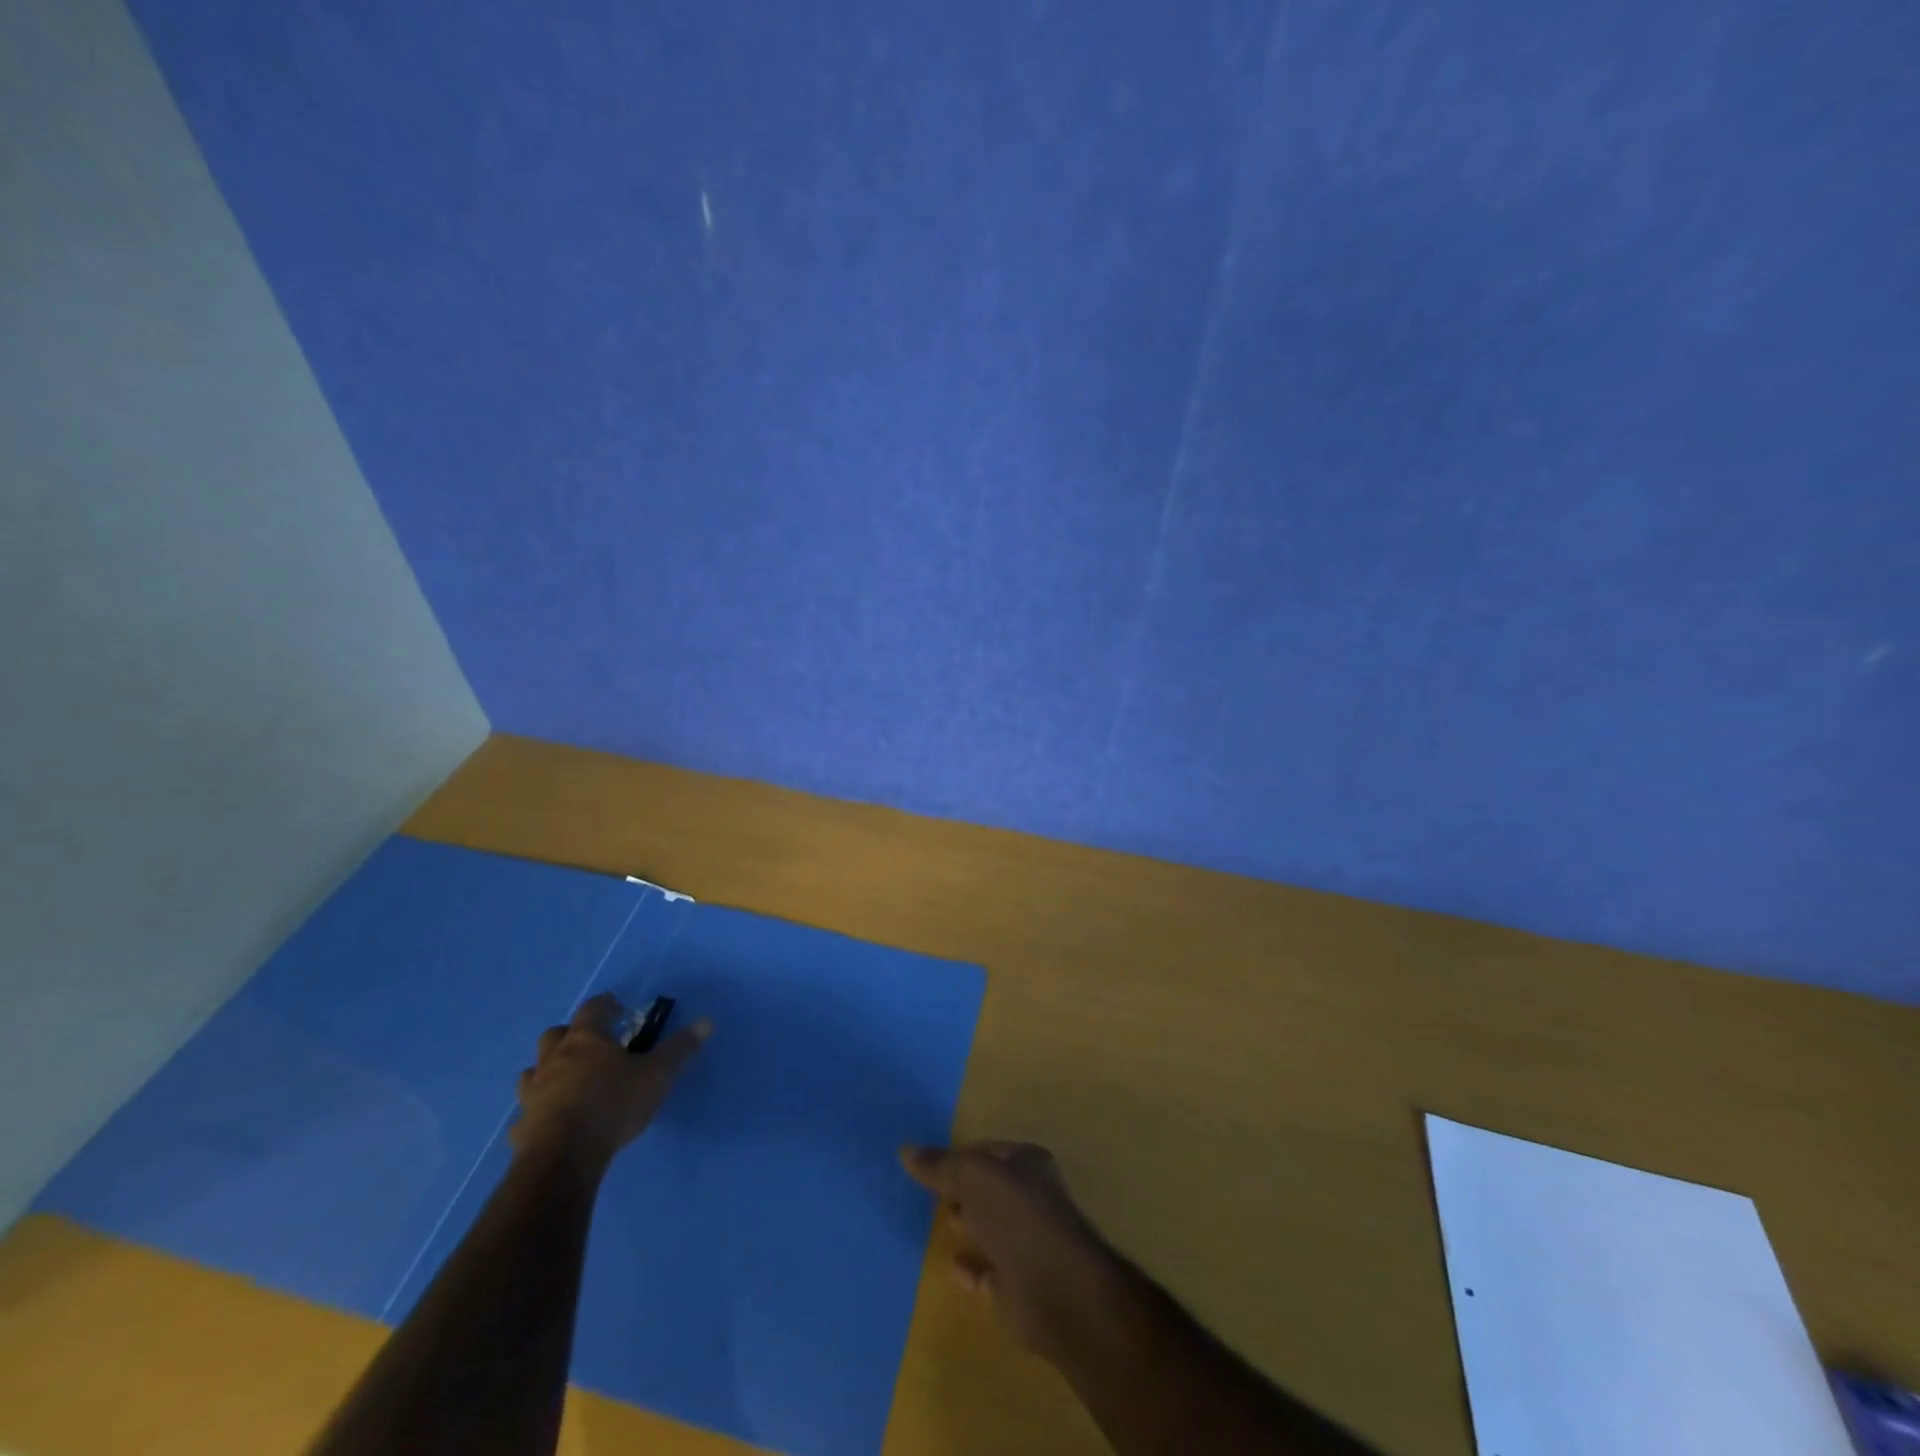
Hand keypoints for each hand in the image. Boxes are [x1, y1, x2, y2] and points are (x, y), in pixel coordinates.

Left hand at [510, 992, 710, 1169]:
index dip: (604, 1005)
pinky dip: (535, 1114)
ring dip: (546, 1071)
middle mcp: (554, 1060)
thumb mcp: (657, 1075)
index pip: (592, 1009)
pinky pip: (525, 1115)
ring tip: (564, 1080)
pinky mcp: (521, 1128)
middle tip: (589, 1043)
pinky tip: (546, 1123)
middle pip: (554, 1035)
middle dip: (569, 1034)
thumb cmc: (612, 1104)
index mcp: (586, 1040)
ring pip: (531, 1072)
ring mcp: (532, 1094)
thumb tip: (707, 1021)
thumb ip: (680, 1048)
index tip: (616, 1007)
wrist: (563, 1158)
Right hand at [900, 1141, 1118, 1362]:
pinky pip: (988, 1272)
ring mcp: (1026, 1244)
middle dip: (964, 1191)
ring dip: (969, 1226)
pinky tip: (952, 1266)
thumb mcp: (974, 1178)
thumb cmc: (1017, 1216)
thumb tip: (906, 1149)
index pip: (989, 1152)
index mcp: (1028, 1164)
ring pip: (990, 1229)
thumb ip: (941, 1166)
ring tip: (941, 1222)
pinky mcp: (1018, 1286)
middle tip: (933, 1193)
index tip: (931, 1164)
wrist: (1056, 1289)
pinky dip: (971, 1269)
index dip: (962, 1156)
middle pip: (990, 1190)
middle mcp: (1030, 1200)